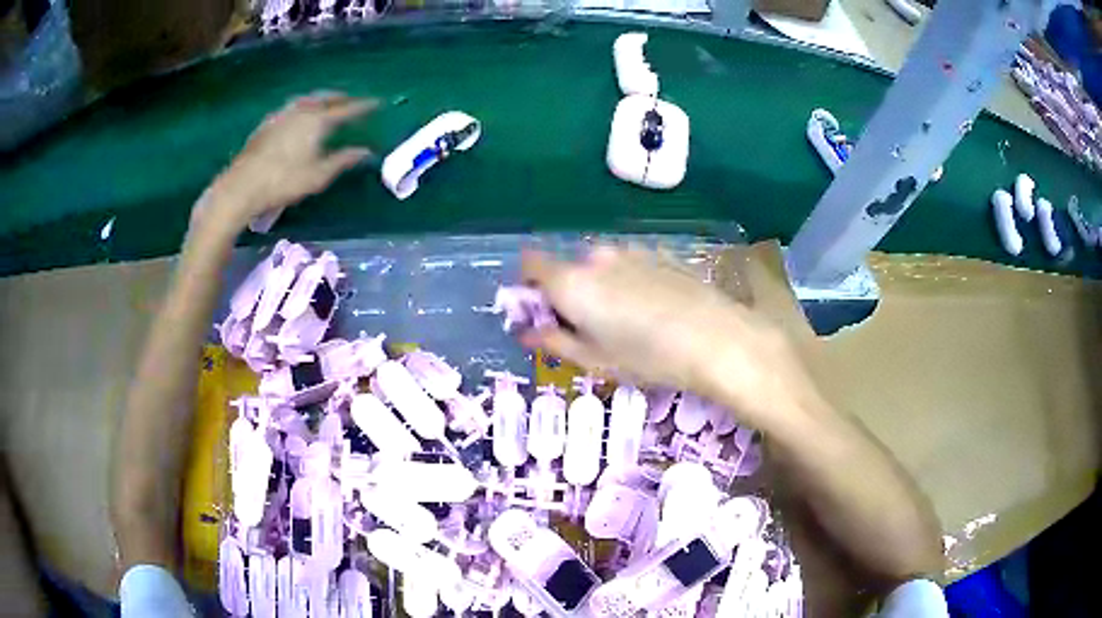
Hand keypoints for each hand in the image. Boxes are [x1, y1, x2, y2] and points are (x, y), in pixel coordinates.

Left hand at [193, 91, 378, 234]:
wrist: (242, 186)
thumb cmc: (283, 182)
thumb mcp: (318, 175)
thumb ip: (343, 160)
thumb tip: (366, 151)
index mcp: (317, 120)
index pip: (346, 110)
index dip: (363, 106)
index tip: (377, 103)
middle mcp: (300, 111)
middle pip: (325, 97)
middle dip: (341, 98)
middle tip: (351, 100)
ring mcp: (281, 115)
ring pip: (307, 99)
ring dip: (320, 98)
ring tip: (327, 103)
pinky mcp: (267, 124)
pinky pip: (292, 107)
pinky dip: (303, 106)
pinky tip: (300, 115)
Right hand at [521, 246, 814, 425]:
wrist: (716, 339)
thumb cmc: (647, 357)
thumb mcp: (594, 360)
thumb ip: (554, 341)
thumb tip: (527, 331)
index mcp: (571, 282)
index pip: (530, 264)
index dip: (528, 285)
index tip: (540, 312)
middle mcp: (595, 257)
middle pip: (567, 268)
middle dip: (568, 293)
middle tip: (588, 328)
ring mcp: (631, 252)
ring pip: (601, 267)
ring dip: (602, 288)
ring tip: (628, 322)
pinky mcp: (660, 254)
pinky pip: (630, 266)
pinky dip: (630, 282)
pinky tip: (655, 310)